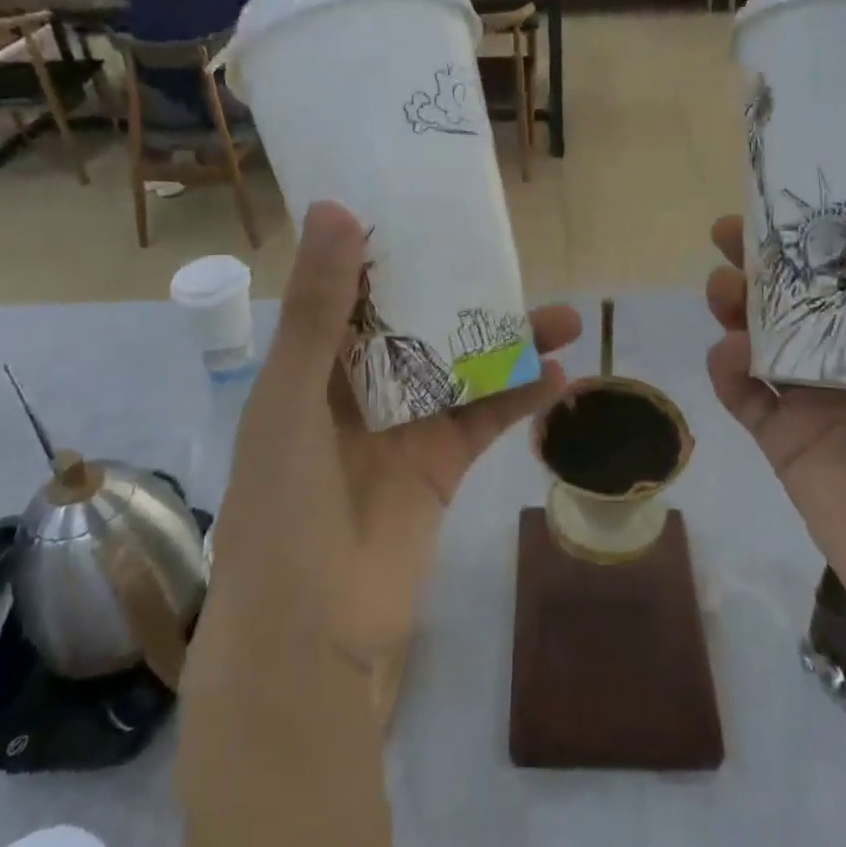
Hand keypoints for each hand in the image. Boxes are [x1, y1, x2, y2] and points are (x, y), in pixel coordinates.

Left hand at [192, 200, 580, 716]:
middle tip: (509, 259)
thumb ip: (318, 308)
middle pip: (419, 325)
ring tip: (563, 316)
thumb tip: (335, 209)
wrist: (309, 637)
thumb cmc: (282, 507)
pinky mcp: (441, 466)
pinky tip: (559, 375)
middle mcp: (359, 389)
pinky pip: (486, 419)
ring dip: (508, 343)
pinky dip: (520, 397)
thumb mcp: (291, 398)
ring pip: (462, 368)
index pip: (353, 292)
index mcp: (312, 366)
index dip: (387, 251)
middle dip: (462, 294)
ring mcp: (405, 426)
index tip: (428, 210)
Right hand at [705, 207, 845, 653]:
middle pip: (787, 299)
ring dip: (733, 307)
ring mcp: (803, 396)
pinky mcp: (775, 434)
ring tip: (723, 291)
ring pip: (755, 337)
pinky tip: (728, 354)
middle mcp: (840, 358)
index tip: (786, 201)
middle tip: (728, 235)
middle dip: (756, 264)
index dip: (813, 236)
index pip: (842, 272)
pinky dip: (725, 368)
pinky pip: (739, 393)